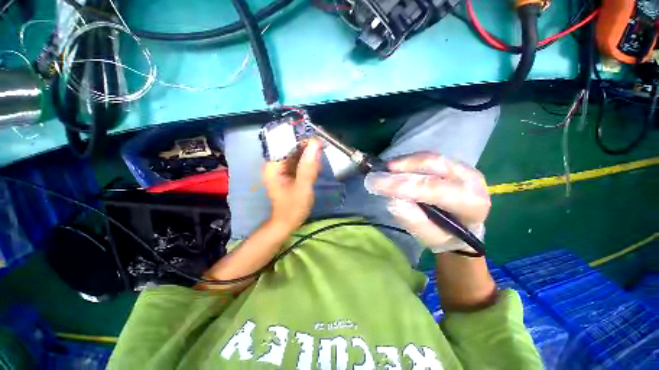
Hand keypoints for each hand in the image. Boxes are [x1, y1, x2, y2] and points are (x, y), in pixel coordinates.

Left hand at [263, 138, 322, 232]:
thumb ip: (308, 167)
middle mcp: (275, 163)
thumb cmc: (293, 208)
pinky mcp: (287, 172)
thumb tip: (316, 144)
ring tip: (317, 169)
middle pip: (293, 148)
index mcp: (273, 165)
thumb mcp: (303, 187)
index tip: (320, 144)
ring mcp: (281, 168)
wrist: (287, 222)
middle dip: (308, 151)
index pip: (288, 143)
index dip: (304, 141)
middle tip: (319, 161)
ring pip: (298, 154)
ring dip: (310, 158)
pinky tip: (314, 171)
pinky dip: (308, 164)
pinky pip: (299, 162)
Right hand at [364, 152, 490, 253]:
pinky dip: (407, 161)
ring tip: (383, 171)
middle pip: (432, 164)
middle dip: (400, 167)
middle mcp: (471, 180)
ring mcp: (464, 167)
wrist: (463, 226)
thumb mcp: (429, 237)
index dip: (400, 184)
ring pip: (428, 157)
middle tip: (375, 174)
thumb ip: (413, 220)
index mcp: (470, 203)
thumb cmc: (445, 235)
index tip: (375, 183)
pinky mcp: (453, 163)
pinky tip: (394, 167)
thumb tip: (393, 200)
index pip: (432, 188)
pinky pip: (427, 157)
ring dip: (402, 162)